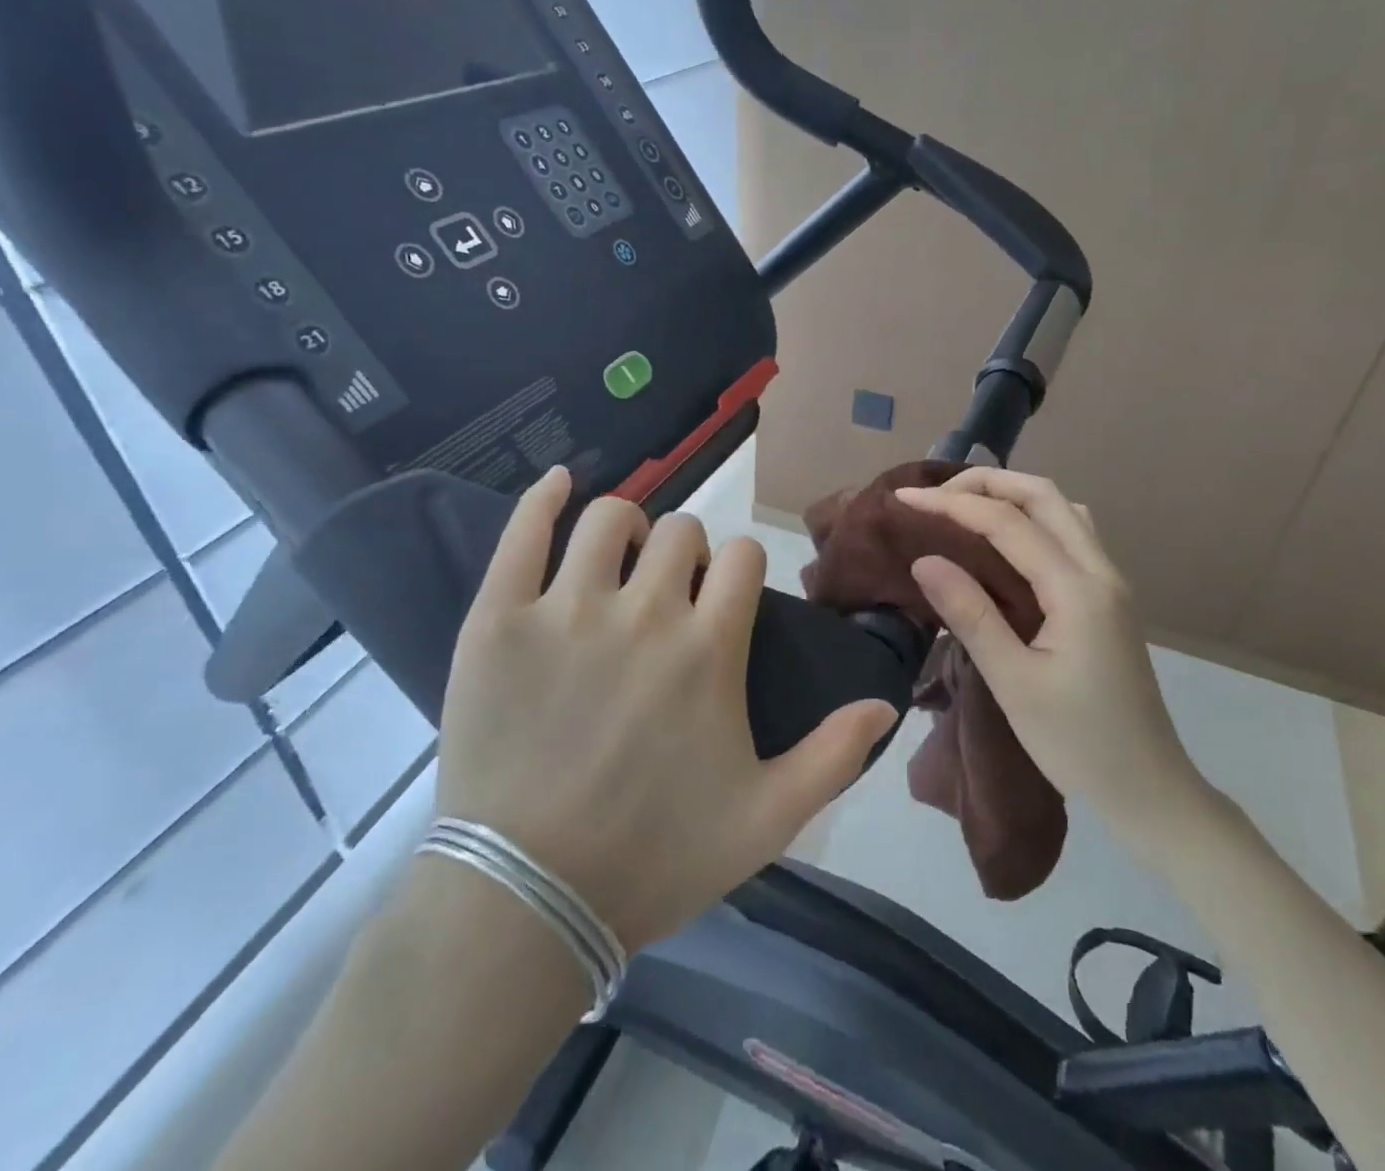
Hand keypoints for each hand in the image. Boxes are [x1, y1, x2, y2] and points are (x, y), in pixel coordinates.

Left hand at [436, 466, 898, 950]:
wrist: (528, 902)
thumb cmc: (655, 858)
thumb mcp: (767, 819)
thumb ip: (834, 755)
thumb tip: (885, 703)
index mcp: (710, 648)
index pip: (744, 557)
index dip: (740, 569)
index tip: (724, 598)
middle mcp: (646, 612)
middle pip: (683, 530)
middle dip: (687, 552)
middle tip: (668, 591)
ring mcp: (567, 610)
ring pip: (611, 518)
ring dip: (627, 527)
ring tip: (619, 561)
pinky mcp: (499, 621)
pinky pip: (524, 533)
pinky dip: (544, 498)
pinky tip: (559, 483)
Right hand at [896, 469, 1206, 832]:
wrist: (1149, 789)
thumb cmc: (1076, 743)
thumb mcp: (1014, 683)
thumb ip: (970, 614)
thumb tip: (925, 559)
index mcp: (1077, 590)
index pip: (1008, 523)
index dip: (952, 505)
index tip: (903, 500)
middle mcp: (1100, 571)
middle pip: (1044, 495)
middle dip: (986, 483)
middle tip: (935, 494)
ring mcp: (1110, 583)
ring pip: (1063, 510)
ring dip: (1013, 495)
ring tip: (965, 506)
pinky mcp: (1108, 599)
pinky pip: (1070, 534)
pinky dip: (1033, 518)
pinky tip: (1006, 542)